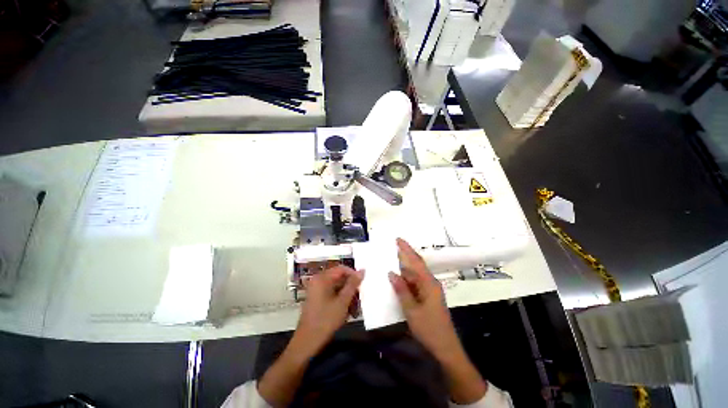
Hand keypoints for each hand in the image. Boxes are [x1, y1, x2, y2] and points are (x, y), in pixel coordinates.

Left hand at [294, 265, 362, 357]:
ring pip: (337, 287)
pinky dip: (340, 300)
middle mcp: (318, 281)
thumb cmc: (325, 320)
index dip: (353, 274)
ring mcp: (316, 290)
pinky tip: (347, 311)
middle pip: (339, 278)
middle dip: (351, 287)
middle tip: (360, 297)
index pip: (341, 269)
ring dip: (347, 295)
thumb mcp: (343, 302)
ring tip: (355, 308)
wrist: (307, 342)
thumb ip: (353, 284)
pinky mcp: (317, 298)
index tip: (363, 284)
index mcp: (322, 278)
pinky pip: (332, 294)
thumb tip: (362, 271)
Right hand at [389, 238, 486, 403]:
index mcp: (428, 283)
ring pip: (414, 276)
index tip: (397, 239)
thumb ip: (401, 290)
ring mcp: (429, 290)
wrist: (446, 349)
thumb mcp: (412, 310)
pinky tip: (396, 281)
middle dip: (404, 256)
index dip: (406, 249)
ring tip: (389, 263)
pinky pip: (414, 284)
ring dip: (403, 270)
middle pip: (415, 266)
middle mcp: (430, 283)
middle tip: (390, 248)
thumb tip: (391, 273)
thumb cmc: (429, 329)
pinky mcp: (427, 297)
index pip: (416, 261)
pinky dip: (405, 281)